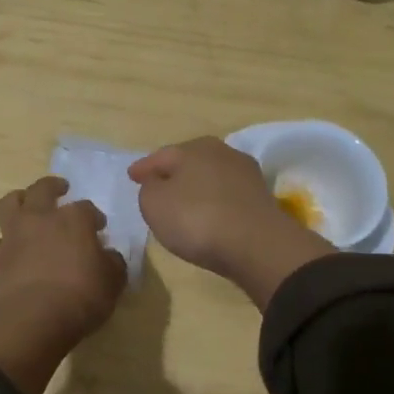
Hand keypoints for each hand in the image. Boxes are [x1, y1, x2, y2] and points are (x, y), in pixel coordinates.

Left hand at [0, 176, 124, 339]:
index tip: (99, 227)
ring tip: (26, 205)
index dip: (94, 216)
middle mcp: (41, 218)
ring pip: (10, 203)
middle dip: (53, 186)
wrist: (34, 318)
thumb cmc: (82, 295)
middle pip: (43, 189)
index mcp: (74, 219)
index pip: (86, 208)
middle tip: (60, 188)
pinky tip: (9, 250)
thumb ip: (113, 263)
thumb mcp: (113, 281)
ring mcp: (14, 235)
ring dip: (19, 200)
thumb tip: (108, 255)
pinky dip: (1, 243)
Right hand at [128, 137, 333, 308]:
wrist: (257, 245)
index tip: (131, 176)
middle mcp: (222, 152)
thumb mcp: (154, 204)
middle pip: (190, 161)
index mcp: (193, 148)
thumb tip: (157, 182)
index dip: (144, 167)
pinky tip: (209, 214)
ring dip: (197, 187)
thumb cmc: (197, 219)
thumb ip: (149, 188)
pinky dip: (215, 202)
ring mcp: (246, 175)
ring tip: (183, 202)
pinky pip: (227, 196)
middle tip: (158, 185)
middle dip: (173, 172)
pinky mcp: (262, 199)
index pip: (161, 155)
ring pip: (211, 177)